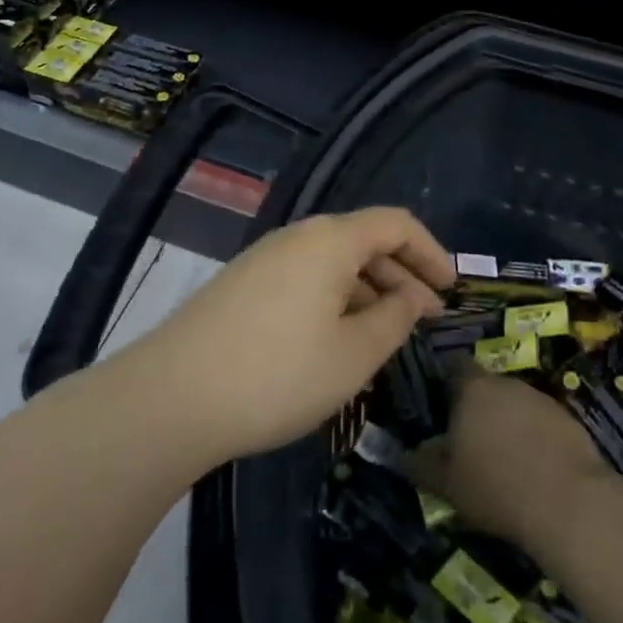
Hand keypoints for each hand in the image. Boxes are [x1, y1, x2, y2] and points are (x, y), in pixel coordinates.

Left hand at [144, 208, 454, 462]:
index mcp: (330, 239)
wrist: (170, 398)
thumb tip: (410, 297)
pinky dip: (334, 301)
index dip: (432, 252)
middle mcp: (297, 237)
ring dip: (368, 291)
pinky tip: (335, 341)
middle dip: (402, 275)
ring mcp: (264, 259)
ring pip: (333, 263)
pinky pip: (305, 279)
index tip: (452, 290)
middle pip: (364, 240)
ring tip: (385, 337)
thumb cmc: (278, 374)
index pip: (396, 223)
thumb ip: (394, 319)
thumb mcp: (353, 354)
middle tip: (425, 320)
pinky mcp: (241, 286)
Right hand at [408, 369, 614, 551]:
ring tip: (500, 457)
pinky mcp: (568, 419)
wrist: (568, 502)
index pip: (454, 366)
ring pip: (514, 403)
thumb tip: (406, 453)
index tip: (439, 403)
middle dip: (476, 407)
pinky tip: (532, 468)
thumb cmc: (495, 487)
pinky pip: (540, 422)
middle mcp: (506, 383)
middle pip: (485, 386)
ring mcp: (540, 398)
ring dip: (506, 422)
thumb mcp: (445, 483)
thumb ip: (422, 463)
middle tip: (467, 439)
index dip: (445, 381)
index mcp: (472, 389)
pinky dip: (533, 437)